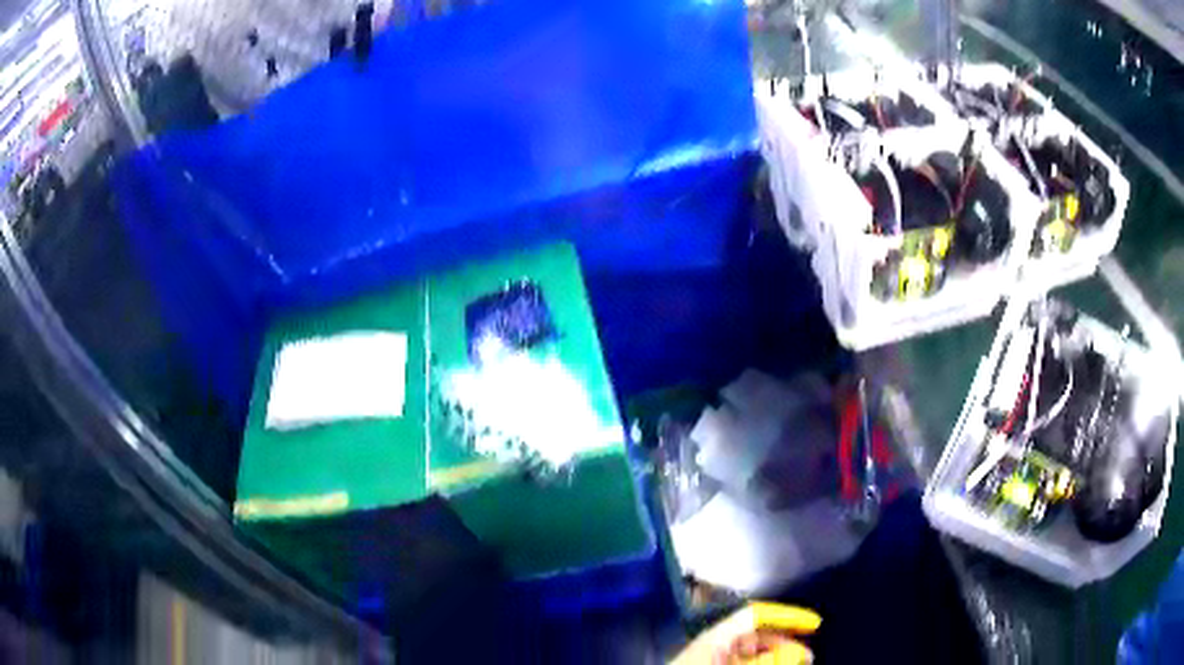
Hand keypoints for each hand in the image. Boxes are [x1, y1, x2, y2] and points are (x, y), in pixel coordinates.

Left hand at [671, 602, 819, 664]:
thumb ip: (765, 661)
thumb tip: (798, 652)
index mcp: (716, 634)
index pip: (757, 615)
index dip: (787, 616)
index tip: (813, 623)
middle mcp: (714, 641)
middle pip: (757, 634)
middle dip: (785, 642)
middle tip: (807, 655)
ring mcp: (711, 654)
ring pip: (752, 650)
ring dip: (775, 655)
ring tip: (796, 662)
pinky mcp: (710, 662)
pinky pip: (741, 660)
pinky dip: (760, 662)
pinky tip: (776, 664)